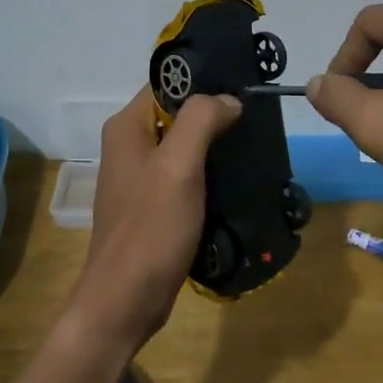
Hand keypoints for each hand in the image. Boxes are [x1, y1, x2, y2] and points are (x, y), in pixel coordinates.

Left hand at [67, 89, 240, 352]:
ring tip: (254, 146)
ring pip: (185, 146)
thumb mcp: (178, 167)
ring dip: (216, 146)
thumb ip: (201, 121)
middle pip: (178, 114)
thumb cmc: (150, 229)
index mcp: (127, 127)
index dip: (204, 81)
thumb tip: (229, 99)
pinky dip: (210, 174)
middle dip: (215, 115)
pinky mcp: (154, 205)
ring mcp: (141, 177)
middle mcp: (130, 145)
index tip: (244, 87)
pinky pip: (186, 175)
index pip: (167, 83)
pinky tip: (238, 180)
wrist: (125, 301)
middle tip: (257, 120)